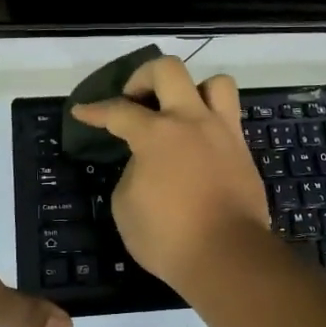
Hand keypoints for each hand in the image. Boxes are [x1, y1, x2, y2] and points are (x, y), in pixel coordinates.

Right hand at [69, 56, 270, 291]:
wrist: (228, 257)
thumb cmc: (168, 237)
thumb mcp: (126, 206)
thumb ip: (133, 171)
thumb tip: (145, 163)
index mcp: (157, 134)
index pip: (118, 111)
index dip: (95, 110)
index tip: (82, 111)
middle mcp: (191, 121)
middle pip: (168, 69)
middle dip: (143, 77)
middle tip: (134, 100)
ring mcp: (223, 132)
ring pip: (215, 82)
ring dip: (192, 90)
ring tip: (178, 112)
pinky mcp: (243, 151)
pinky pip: (229, 117)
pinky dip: (210, 121)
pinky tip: (198, 143)